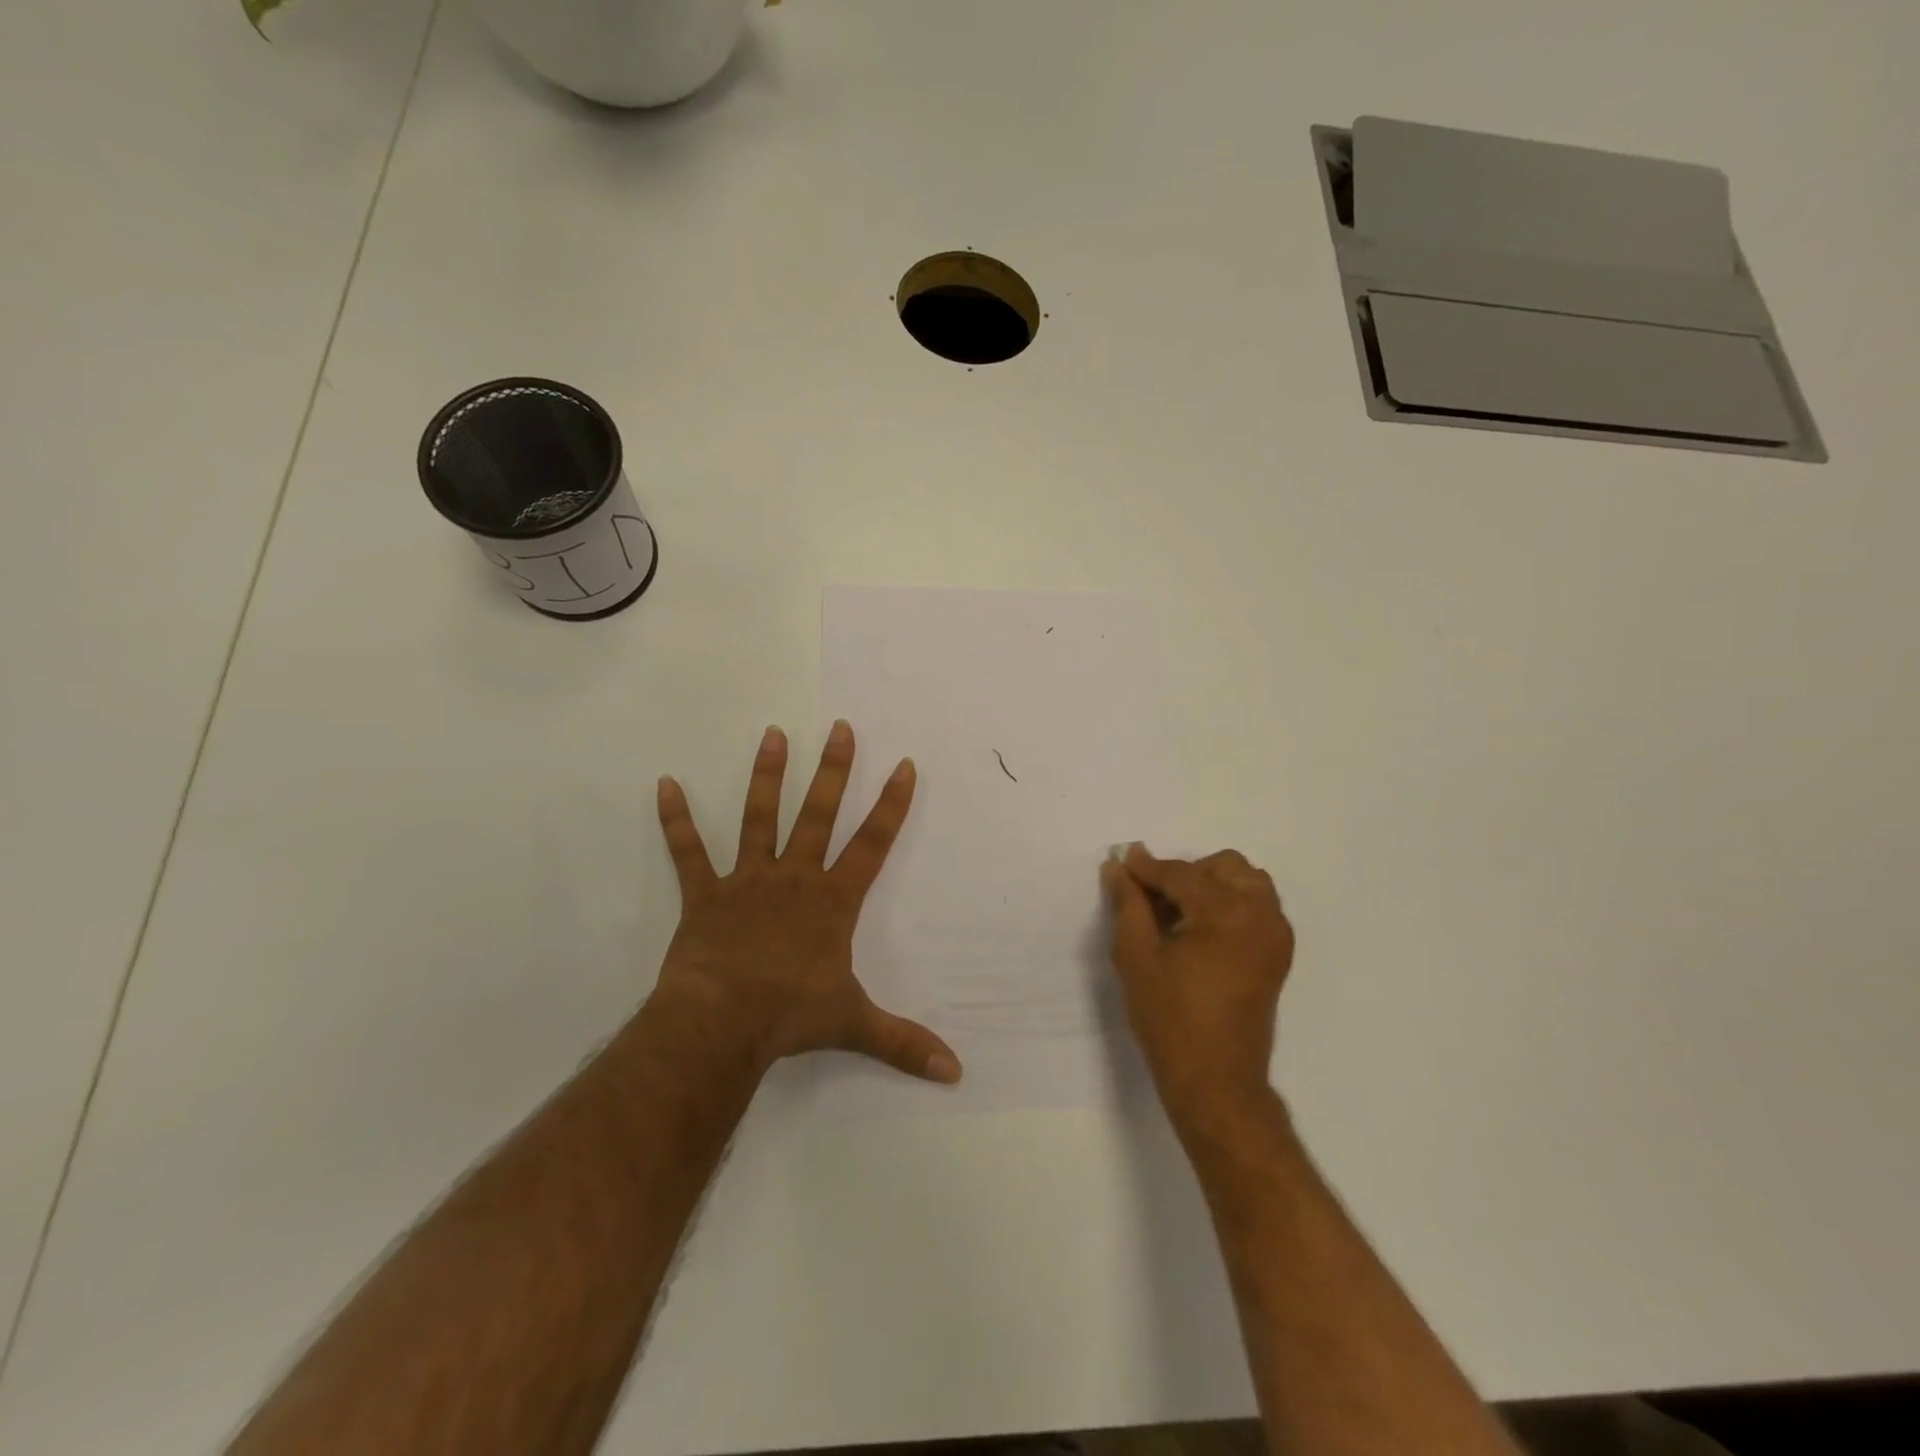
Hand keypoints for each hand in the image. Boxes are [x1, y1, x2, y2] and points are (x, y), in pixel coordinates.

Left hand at [650, 721, 961, 1084]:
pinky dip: (676, 820)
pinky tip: (665, 784)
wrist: (721, 1023)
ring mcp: (747, 880)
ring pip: (760, 818)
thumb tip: (955, 1072)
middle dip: (834, 770)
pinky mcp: (705, 894)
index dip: (891, 805)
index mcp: (832, 900)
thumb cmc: (791, 1015)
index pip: (872, 843)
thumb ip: (904, 1043)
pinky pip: (688, 852)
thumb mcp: (855, 1025)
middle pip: (819, 814)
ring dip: (767, 776)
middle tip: (841, 728)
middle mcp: (795, 878)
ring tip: (773, 734)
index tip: (904, 766)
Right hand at [1102, 844, 1293, 1132]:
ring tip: (1179, 913)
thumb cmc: (1170, 1018)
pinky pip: (1257, 905)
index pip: (1180, 873)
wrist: (1216, 1080)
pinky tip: (1201, 929)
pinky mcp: (1278, 952)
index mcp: (1226, 912)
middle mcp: (1260, 914)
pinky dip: (1230, 903)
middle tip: (1151, 900)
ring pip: (1245, 881)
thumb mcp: (1136, 957)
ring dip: (1211, 884)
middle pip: (1221, 866)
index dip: (1146, 868)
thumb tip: (1118, 866)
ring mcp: (1275, 933)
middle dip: (1184, 874)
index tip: (1120, 863)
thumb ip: (1128, 904)